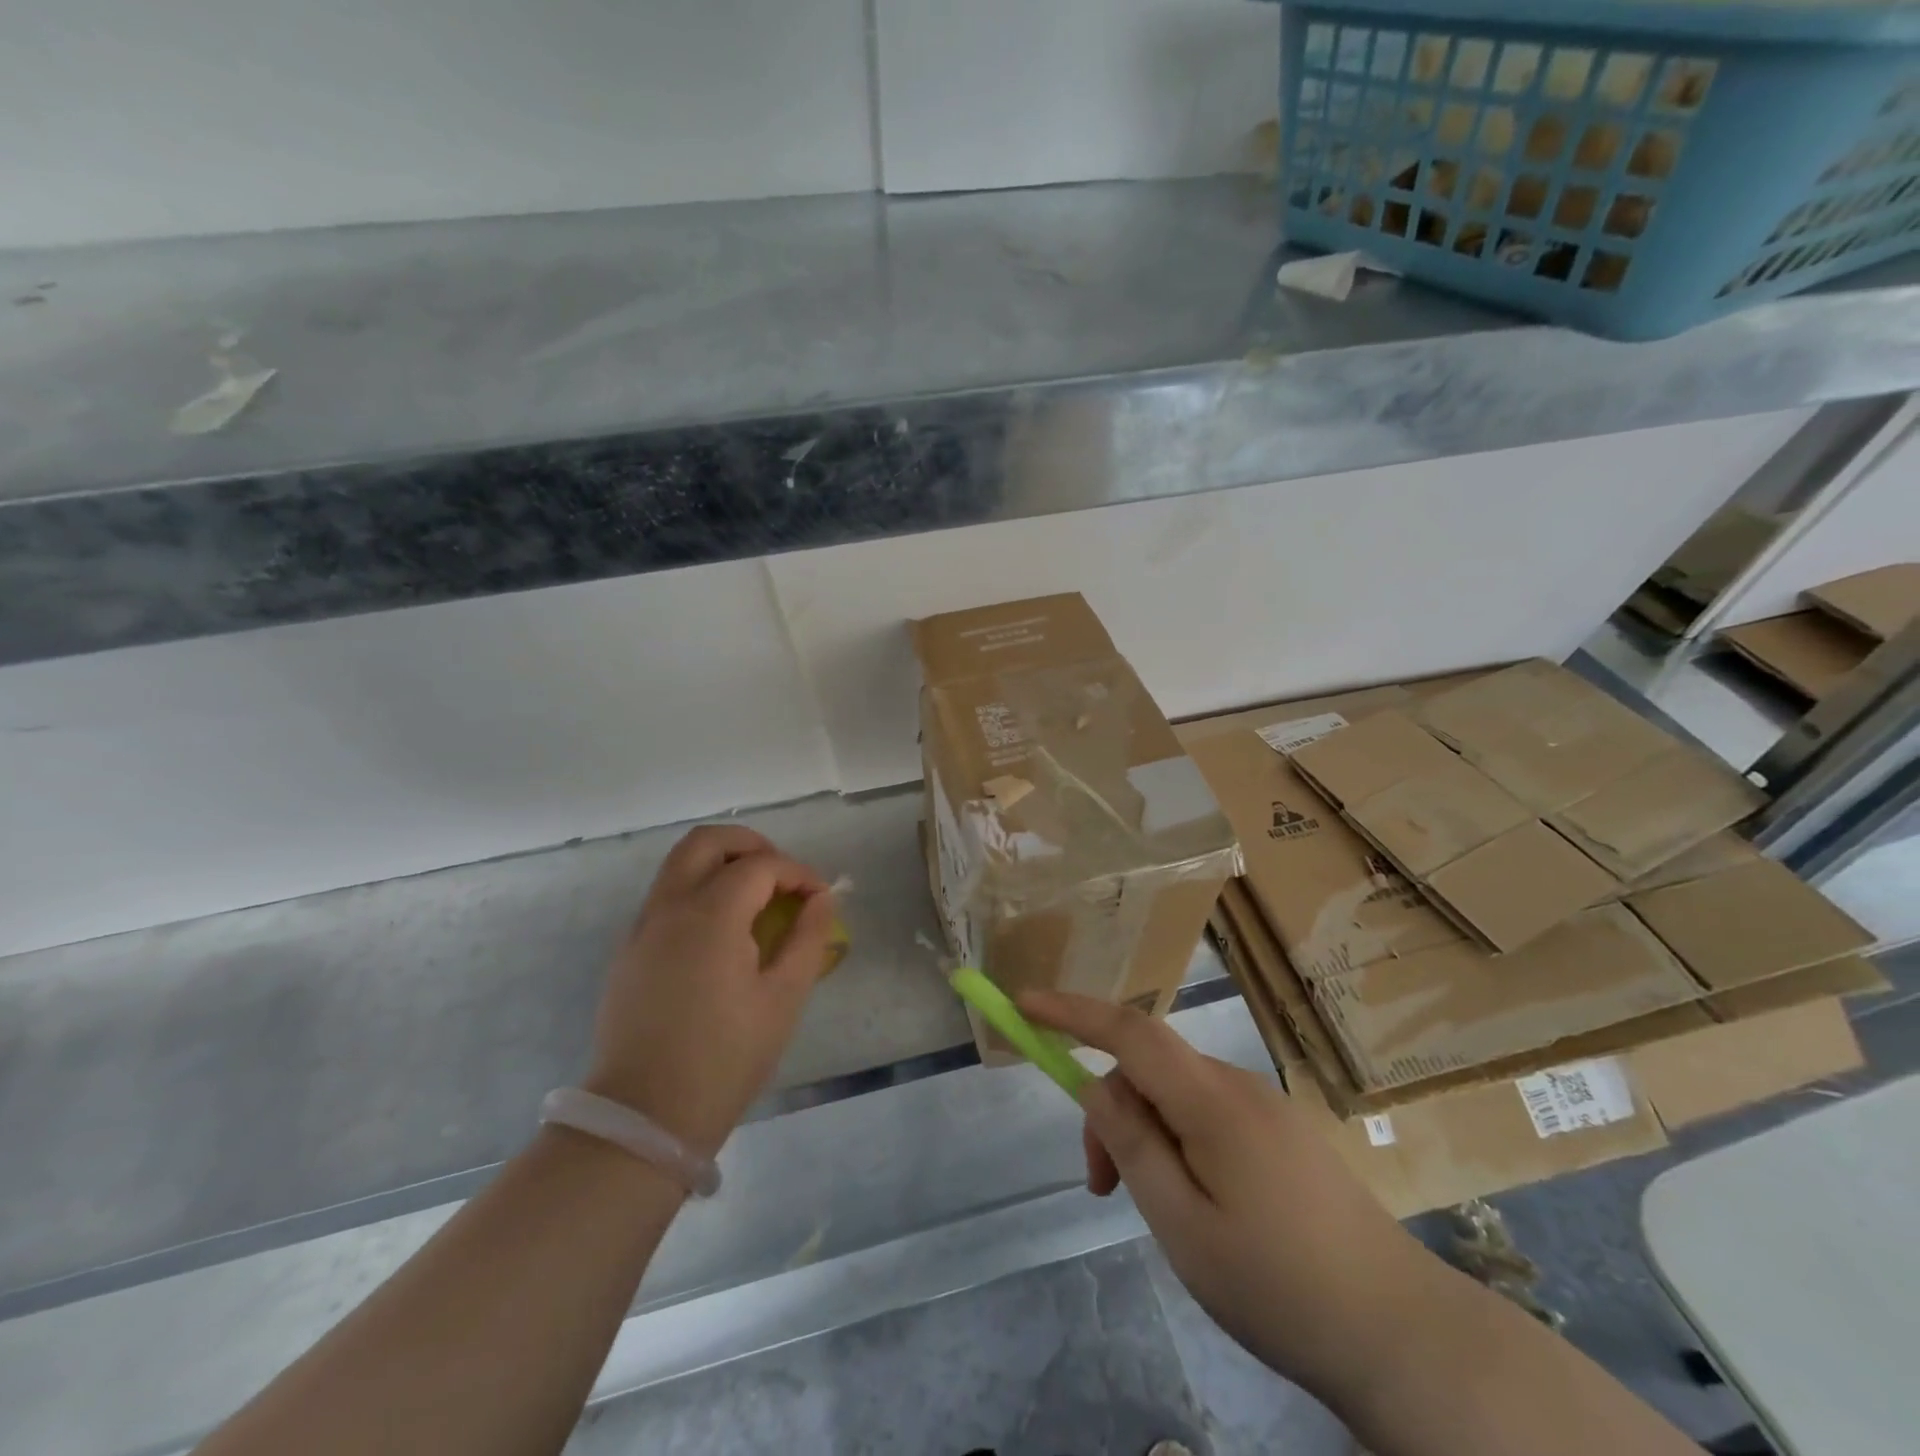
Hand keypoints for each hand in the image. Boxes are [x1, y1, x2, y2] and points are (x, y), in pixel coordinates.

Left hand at [587, 826, 837, 1159]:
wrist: (643, 1117)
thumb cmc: (725, 1058)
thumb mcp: (783, 998)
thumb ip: (808, 938)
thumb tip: (821, 899)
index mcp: (710, 914)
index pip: (761, 865)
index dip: (798, 873)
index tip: (821, 897)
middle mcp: (669, 906)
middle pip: (707, 841)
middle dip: (751, 845)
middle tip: (781, 875)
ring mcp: (642, 926)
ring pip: (680, 864)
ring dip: (721, 864)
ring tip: (756, 899)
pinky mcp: (628, 950)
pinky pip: (666, 895)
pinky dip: (698, 889)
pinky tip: (723, 931)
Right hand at [1020, 990, 1439, 1400]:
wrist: (1403, 1334)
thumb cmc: (1278, 1284)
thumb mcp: (1183, 1224)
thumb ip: (1132, 1144)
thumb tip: (1096, 1087)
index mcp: (1212, 1099)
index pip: (1129, 1030)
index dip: (1071, 1010)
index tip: (1023, 1003)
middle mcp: (1238, 1085)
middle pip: (1149, 1067)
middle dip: (1110, 1111)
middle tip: (1101, 1186)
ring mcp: (1265, 1107)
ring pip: (1176, 1093)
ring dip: (1144, 1133)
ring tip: (1151, 1209)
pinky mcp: (1281, 1133)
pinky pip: (1207, 1113)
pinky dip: (1177, 1140)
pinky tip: (1196, 1204)